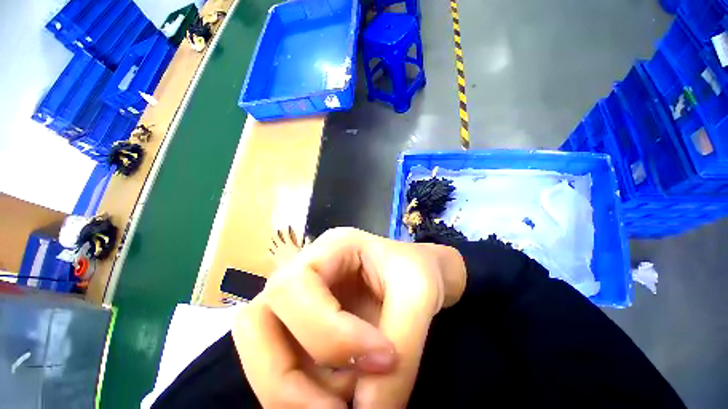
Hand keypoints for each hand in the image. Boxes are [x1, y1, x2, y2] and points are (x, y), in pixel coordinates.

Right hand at [231, 227, 466, 407]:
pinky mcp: (306, 329)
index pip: (295, 288)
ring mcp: (301, 302)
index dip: (329, 334)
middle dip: (285, 378)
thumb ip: (401, 352)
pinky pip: (286, 367)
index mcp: (331, 247)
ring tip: (348, 401)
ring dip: (296, 391)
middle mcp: (305, 271)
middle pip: (257, 320)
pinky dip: (308, 393)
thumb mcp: (419, 295)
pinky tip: (347, 393)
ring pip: (261, 350)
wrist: (425, 274)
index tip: (382, 359)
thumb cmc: (420, 270)